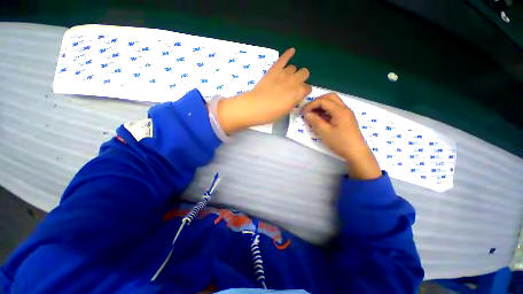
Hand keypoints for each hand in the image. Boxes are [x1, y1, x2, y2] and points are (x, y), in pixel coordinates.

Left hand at [217, 48, 311, 133]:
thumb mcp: (287, 111)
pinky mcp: (275, 69)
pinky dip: (288, 54)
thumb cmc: (271, 113)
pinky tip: (292, 51)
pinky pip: (284, 58)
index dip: (304, 91)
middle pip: (304, 73)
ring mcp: (284, 73)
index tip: (299, 94)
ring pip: (294, 67)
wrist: (256, 106)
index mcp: (299, 93)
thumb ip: (294, 101)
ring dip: (292, 72)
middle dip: (301, 79)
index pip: (308, 88)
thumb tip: (296, 96)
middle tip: (294, 85)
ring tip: (285, 78)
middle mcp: (295, 81)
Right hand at [302, 93, 381, 179]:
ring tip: (313, 114)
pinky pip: (335, 109)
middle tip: (309, 110)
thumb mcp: (325, 132)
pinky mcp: (346, 119)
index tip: (303, 113)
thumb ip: (315, 121)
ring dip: (322, 105)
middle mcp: (344, 108)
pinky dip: (326, 110)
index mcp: (340, 111)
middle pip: (330, 97)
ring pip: (333, 102)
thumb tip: (307, 114)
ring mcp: (346, 113)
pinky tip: (321, 118)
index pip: (323, 101)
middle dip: (317, 101)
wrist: (356, 152)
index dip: (311, 105)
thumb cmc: (340, 142)